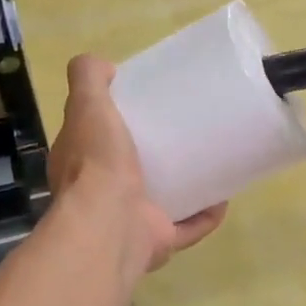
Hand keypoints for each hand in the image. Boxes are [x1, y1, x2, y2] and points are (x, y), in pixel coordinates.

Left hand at [48, 54, 226, 274]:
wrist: (110, 227)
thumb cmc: (97, 163)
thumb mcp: (87, 106)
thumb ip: (89, 79)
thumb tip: (106, 65)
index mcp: (81, 164)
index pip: (95, 137)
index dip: (116, 119)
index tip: (147, 103)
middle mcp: (101, 194)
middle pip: (130, 167)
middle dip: (155, 151)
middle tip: (186, 127)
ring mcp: (130, 220)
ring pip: (160, 199)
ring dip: (184, 184)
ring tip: (210, 158)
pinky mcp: (158, 240)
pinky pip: (188, 227)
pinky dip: (206, 215)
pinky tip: (224, 197)